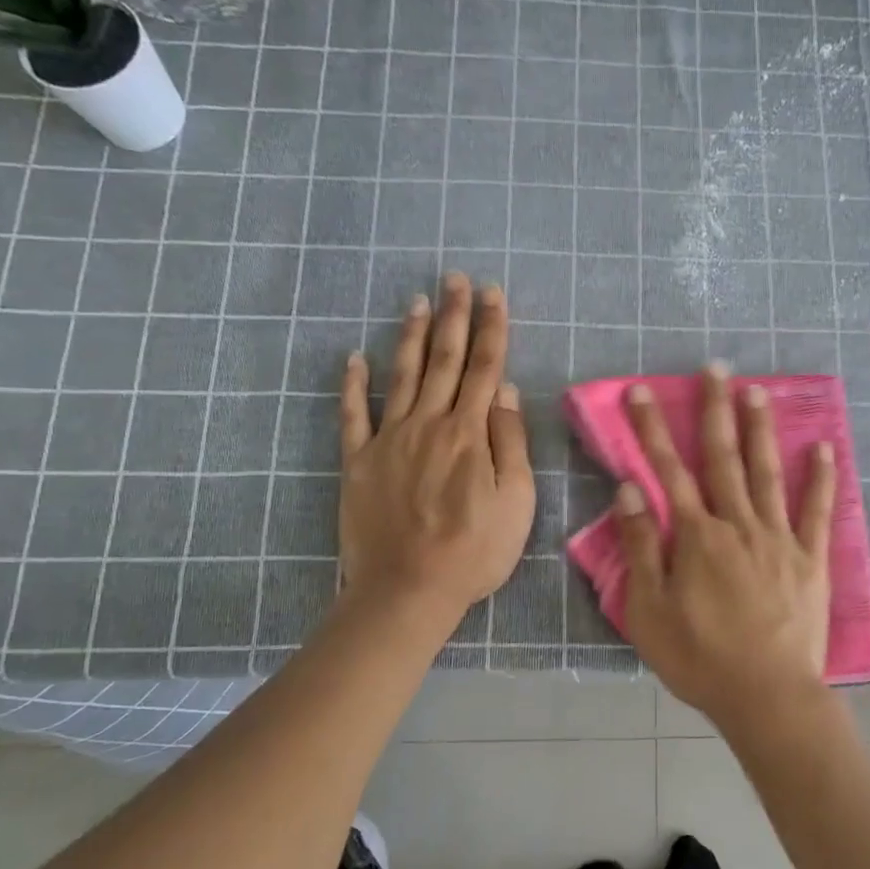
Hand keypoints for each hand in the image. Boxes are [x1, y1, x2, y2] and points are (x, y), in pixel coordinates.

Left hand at [339, 274, 534, 623]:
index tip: (493, 293)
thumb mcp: (516, 501)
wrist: (408, 589)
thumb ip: (511, 442)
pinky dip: (352, 384)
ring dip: (412, 336)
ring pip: (403, 376)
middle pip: (445, 360)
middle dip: (454, 317)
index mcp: (470, 433)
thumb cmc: (474, 550)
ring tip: (418, 301)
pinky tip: (353, 358)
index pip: (486, 368)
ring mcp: (389, 440)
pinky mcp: (358, 462)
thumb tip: (505, 392)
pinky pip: (353, 415)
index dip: (492, 328)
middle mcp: (429, 424)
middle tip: (455, 279)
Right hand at [614, 365, 835, 727]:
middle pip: (723, 458)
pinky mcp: (811, 559)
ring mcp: (779, 538)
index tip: (643, 391)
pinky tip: (823, 447)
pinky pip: (817, 511)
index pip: (667, 471)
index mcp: (697, 537)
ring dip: (760, 429)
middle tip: (715, 368)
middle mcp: (739, 524)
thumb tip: (629, 491)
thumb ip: (640, 548)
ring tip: (758, 390)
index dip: (652, 429)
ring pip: (768, 472)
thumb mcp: (649, 611)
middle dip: (715, 410)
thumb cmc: (700, 658)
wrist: (768, 696)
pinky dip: (822, 478)